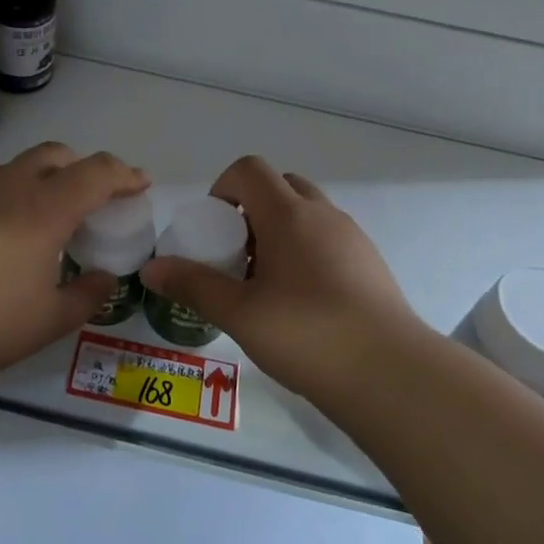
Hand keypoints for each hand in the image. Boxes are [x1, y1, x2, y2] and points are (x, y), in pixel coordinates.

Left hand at [0, 143, 149, 387]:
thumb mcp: (48, 321)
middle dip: (82, 166)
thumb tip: (105, 279)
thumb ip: (87, 296)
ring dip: (43, 179)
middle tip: (92, 197)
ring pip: (18, 166)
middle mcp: (9, 187)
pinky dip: (9, 194)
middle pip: (56, 154)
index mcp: (44, 210)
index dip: (124, 174)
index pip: (96, 173)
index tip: (140, 183)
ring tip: (43, 218)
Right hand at [140, 156, 420, 403]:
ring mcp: (352, 237)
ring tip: (265, 283)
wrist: (391, 374)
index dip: (223, 187)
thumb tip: (152, 269)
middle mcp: (322, 215)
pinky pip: (329, 239)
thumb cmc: (306, 334)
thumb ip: (194, 285)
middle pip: (281, 185)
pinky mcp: (371, 264)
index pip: (250, 170)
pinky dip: (306, 251)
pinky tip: (300, 302)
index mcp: (288, 214)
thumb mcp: (239, 313)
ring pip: (307, 213)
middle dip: (251, 209)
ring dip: (280, 231)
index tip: (213, 227)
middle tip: (236, 253)